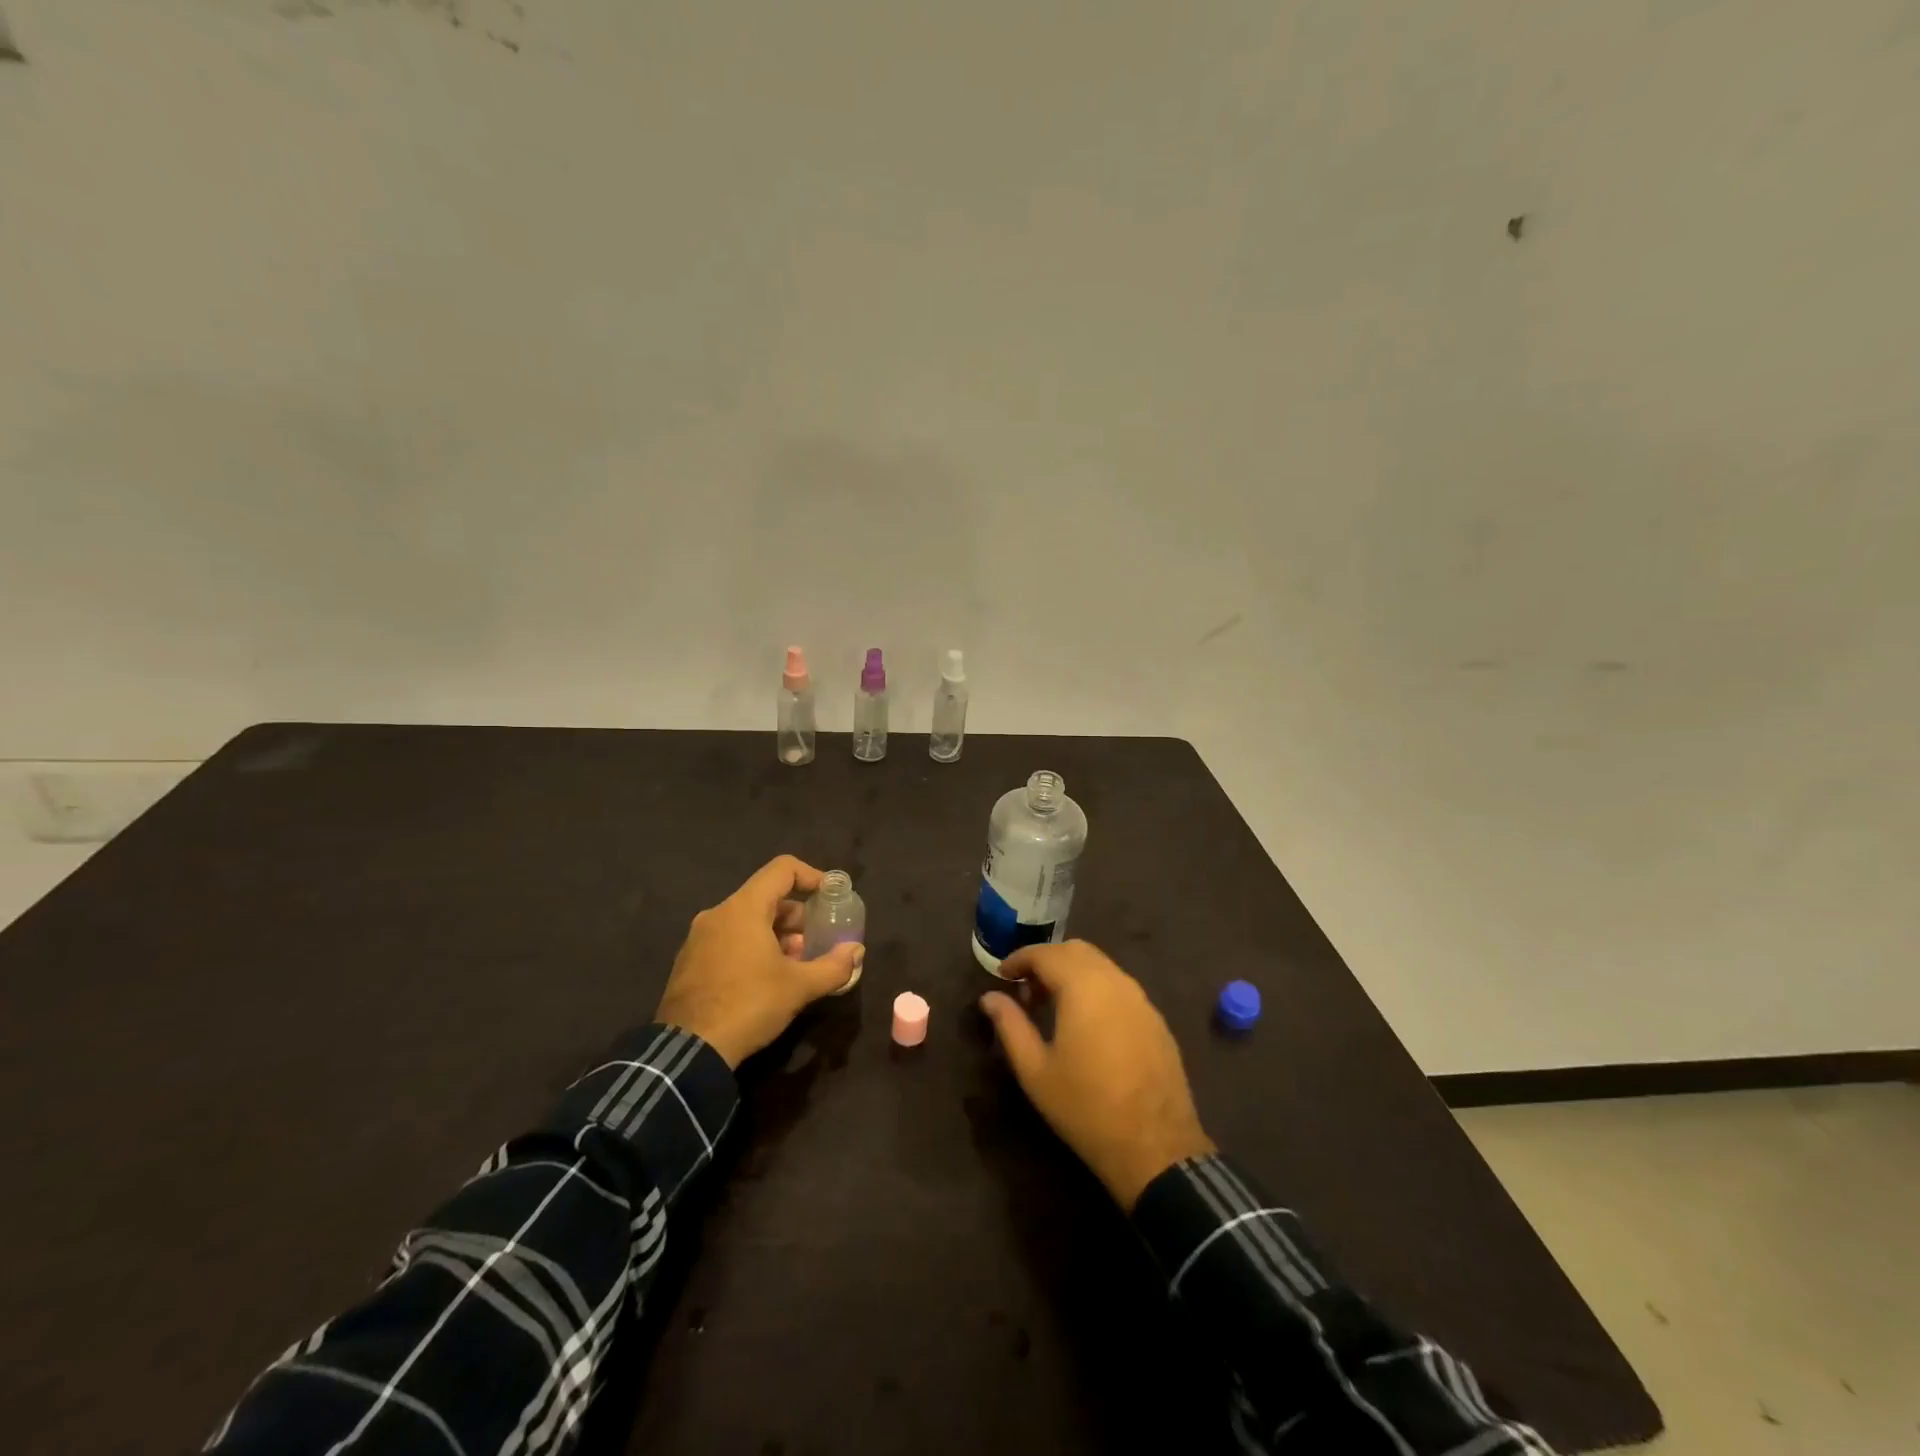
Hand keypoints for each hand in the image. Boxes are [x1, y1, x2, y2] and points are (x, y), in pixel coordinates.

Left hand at [655, 856, 864, 1067]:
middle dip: (797, 916)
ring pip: (747, 921)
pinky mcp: (689, 962)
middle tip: (815, 943)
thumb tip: (856, 951)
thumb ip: (834, 966)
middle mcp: (718, 914)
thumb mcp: (799, 987)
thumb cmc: (748, 1005)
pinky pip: (729, 940)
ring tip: (794, 966)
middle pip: (766, 897)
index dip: (811, 876)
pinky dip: (752, 947)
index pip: (782, 869)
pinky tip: (765, 980)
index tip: (830, 897)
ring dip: (776, 935)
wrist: (688, 1051)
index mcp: (743, 908)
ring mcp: (699, 938)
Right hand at [980, 941, 1214, 1209]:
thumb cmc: (1085, 1107)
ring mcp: (1141, 999)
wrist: (1155, 1148)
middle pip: (1076, 951)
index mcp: (1084, 987)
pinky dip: (1096, 989)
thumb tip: (990, 998)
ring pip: (1101, 966)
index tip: (1002, 975)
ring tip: (1052, 1007)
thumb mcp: (1035, 1070)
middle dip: (1047, 961)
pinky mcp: (1156, 1020)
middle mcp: (1115, 981)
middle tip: (1025, 990)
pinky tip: (1087, 1023)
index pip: (1046, 954)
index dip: (1020, 958)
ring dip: (1073, 973)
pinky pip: (1120, 987)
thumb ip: (1010, 1025)